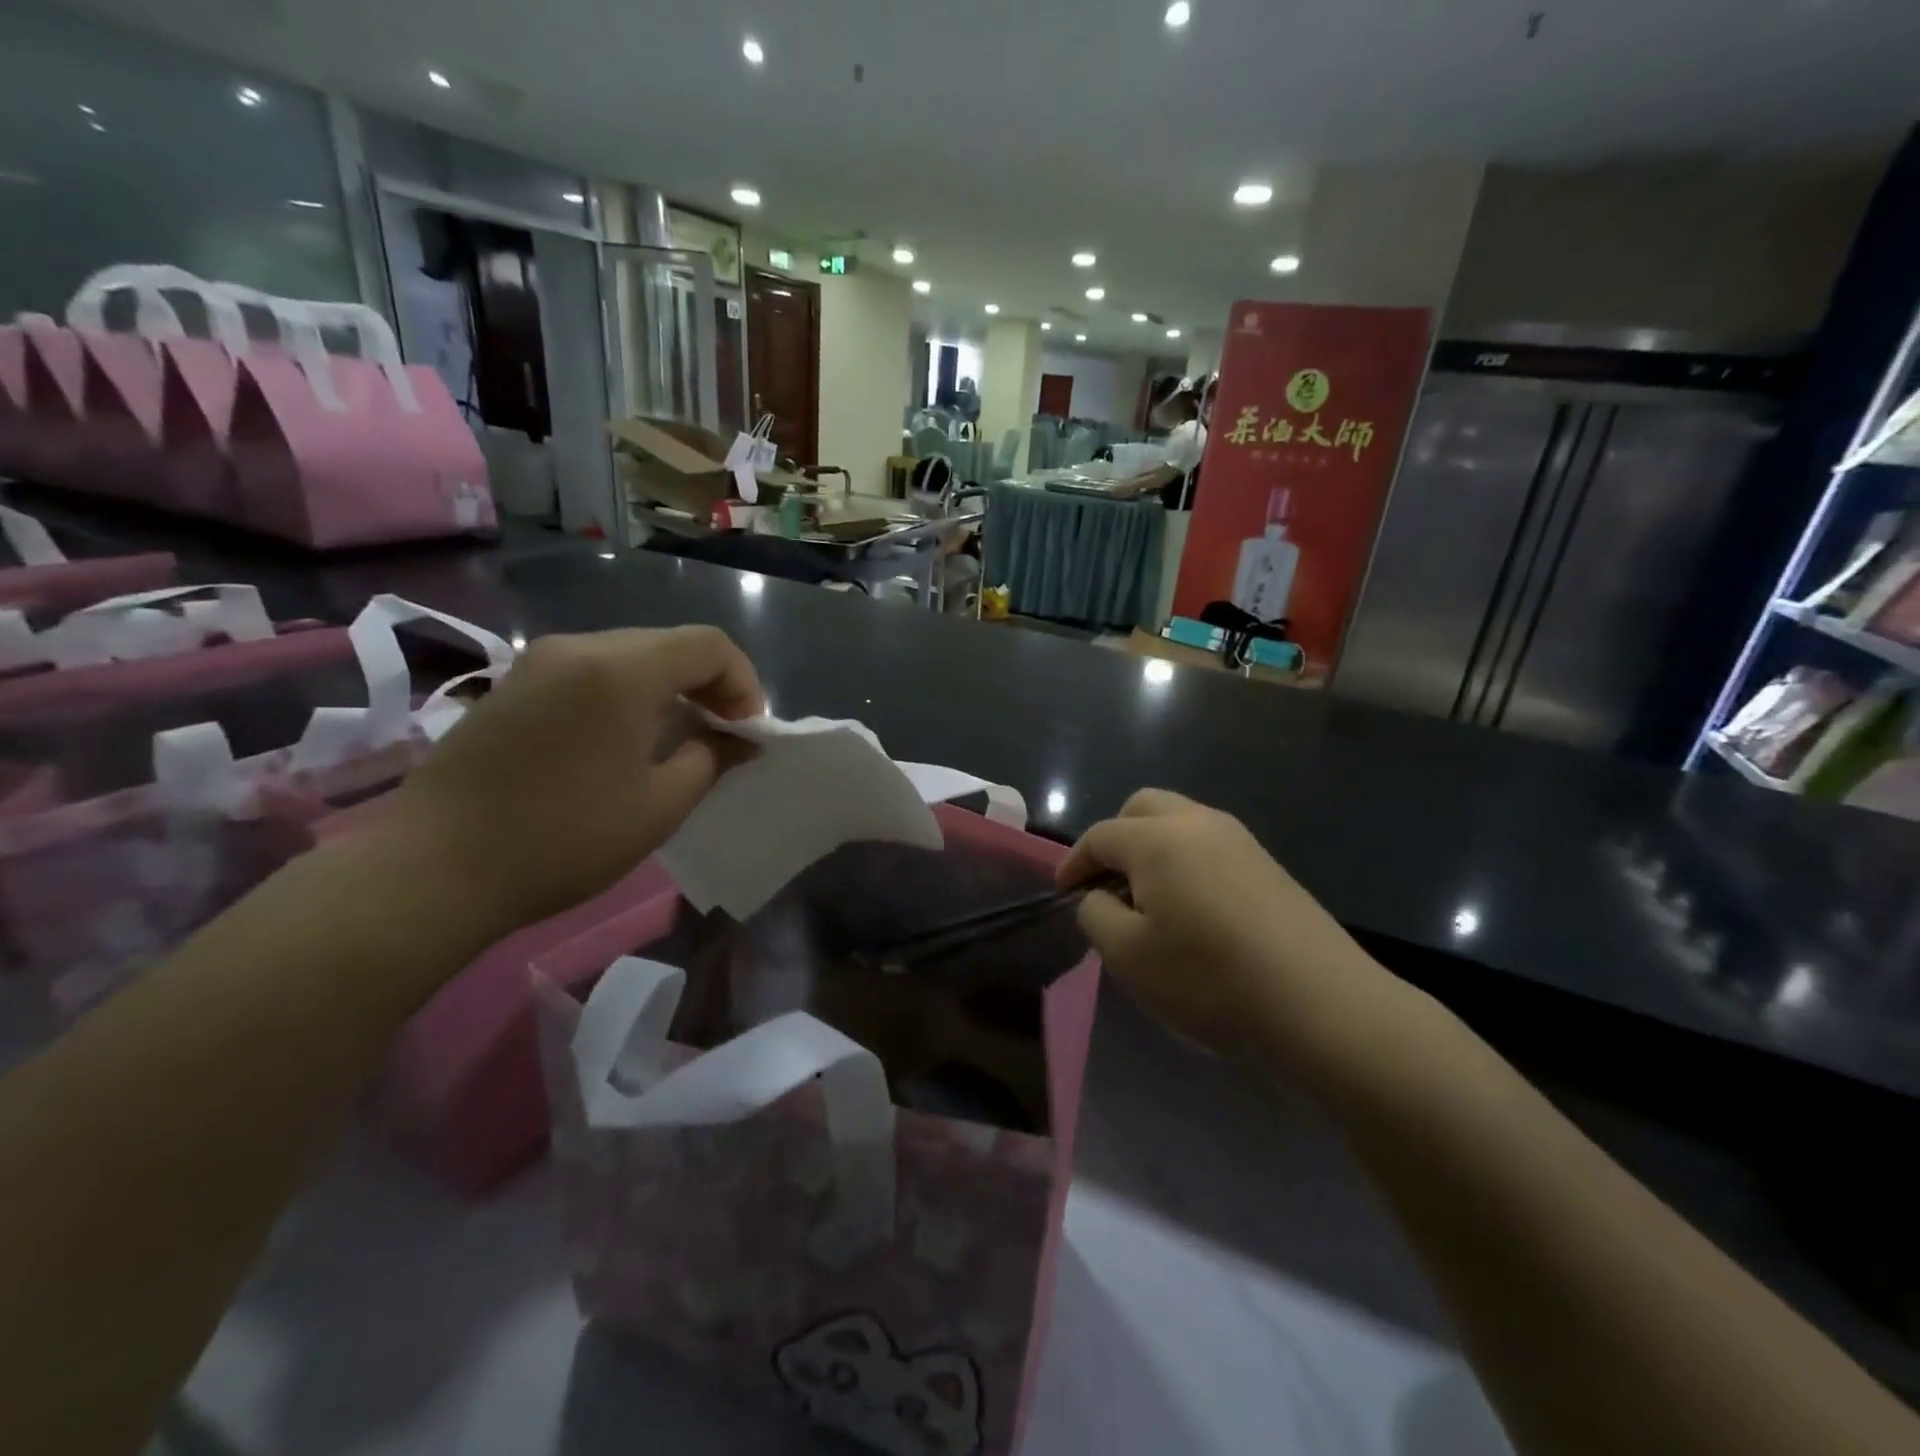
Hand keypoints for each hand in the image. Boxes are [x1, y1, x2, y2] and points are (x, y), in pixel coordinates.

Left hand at [380, 626, 761, 933]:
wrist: (434, 870)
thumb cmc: (564, 837)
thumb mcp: (660, 805)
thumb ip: (712, 757)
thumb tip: (740, 738)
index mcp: (620, 668)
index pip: (709, 644)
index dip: (744, 683)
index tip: (747, 733)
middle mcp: (579, 647)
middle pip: (669, 644)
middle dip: (710, 684)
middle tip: (722, 736)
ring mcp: (539, 662)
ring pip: (630, 655)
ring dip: (669, 689)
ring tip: (678, 740)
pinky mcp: (514, 686)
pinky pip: (591, 672)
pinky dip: (627, 694)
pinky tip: (624, 741)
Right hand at [1058, 789, 1410, 1071]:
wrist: (1320, 1004)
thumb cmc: (1209, 977)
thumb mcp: (1128, 955)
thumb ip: (1097, 915)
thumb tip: (1102, 897)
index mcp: (1158, 838)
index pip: (1100, 836)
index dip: (1074, 863)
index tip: (1063, 893)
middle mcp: (1199, 823)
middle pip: (1143, 807)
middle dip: (1116, 838)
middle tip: (1108, 884)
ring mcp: (1240, 841)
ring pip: (1180, 822)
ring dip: (1153, 848)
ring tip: (1149, 900)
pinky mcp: (1269, 866)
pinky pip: (1211, 846)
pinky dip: (1187, 863)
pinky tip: (1194, 910)